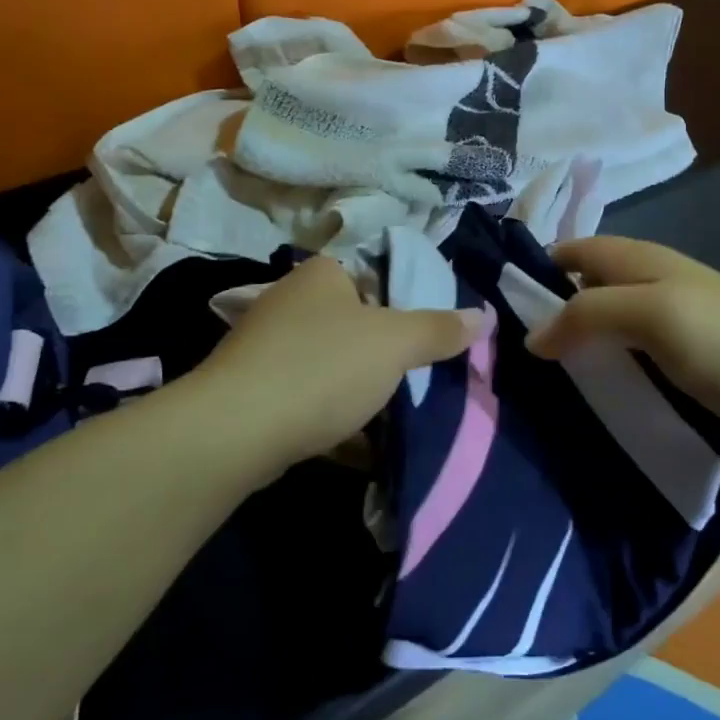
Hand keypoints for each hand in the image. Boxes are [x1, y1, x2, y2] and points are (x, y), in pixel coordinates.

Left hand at [192, 256, 484, 470]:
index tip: (431, 336)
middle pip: (354, 322)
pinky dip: (334, 418)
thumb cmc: (322, 368)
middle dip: (385, 353)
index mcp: (321, 275)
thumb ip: (439, 329)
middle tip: (420, 377)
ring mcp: (267, 348)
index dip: (406, 302)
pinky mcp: (254, 392)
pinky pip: (308, 399)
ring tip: (397, 414)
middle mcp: (290, 302)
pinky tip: (361, 446)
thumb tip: (484, 315)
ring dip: (360, 389)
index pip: (374, 273)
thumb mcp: (395, 344)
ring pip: (331, 364)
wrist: (234, 432)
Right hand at [527, 237, 719, 445]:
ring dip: (574, 342)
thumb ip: (588, 314)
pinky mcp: (680, 354)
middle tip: (509, 354)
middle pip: (582, 286)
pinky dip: (602, 363)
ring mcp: (666, 318)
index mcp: (637, 258)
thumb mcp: (651, 315)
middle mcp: (647, 280)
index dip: (534, 270)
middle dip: (548, 312)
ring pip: (604, 321)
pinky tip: (587, 392)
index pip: (569, 250)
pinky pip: (626, 351)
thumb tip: (531, 337)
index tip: (497, 309)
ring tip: (538, 380)